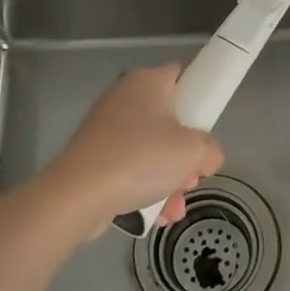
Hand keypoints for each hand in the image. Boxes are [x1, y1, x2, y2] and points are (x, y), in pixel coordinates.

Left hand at [38, 64, 223, 238]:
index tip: (207, 127)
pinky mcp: (93, 155)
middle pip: (169, 120)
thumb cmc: (141, 159)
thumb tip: (205, 158)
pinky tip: (155, 215)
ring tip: (173, 208)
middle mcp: (125, 96)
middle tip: (192, 177)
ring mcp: (106, 127)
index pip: (182, 76)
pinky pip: (130, 166)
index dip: (200, 98)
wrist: (78, 194)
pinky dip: (144, 187)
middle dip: (185, 154)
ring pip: (151, 149)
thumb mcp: (193, 152)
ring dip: (169, 179)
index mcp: (149, 81)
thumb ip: (211, 150)